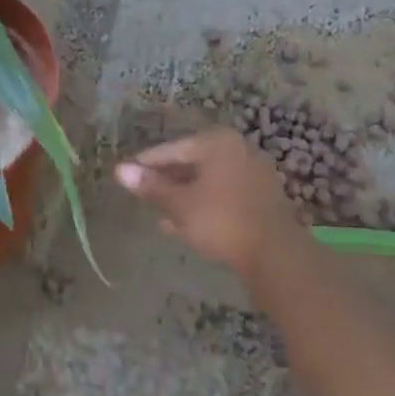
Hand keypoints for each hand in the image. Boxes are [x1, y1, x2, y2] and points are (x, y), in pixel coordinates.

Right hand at [114, 128, 304, 277]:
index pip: (172, 149)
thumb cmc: (221, 220)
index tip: (124, 174)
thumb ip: (151, 186)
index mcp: (217, 142)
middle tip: (141, 193)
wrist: (275, 253)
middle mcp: (237, 149)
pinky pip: (223, 194)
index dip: (146, 163)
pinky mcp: (261, 197)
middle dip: (166, 180)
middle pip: (191, 162)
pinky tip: (184, 224)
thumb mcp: (179, 204)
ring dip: (183, 195)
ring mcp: (253, 172)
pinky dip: (203, 204)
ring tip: (158, 213)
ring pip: (207, 180)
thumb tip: (119, 171)